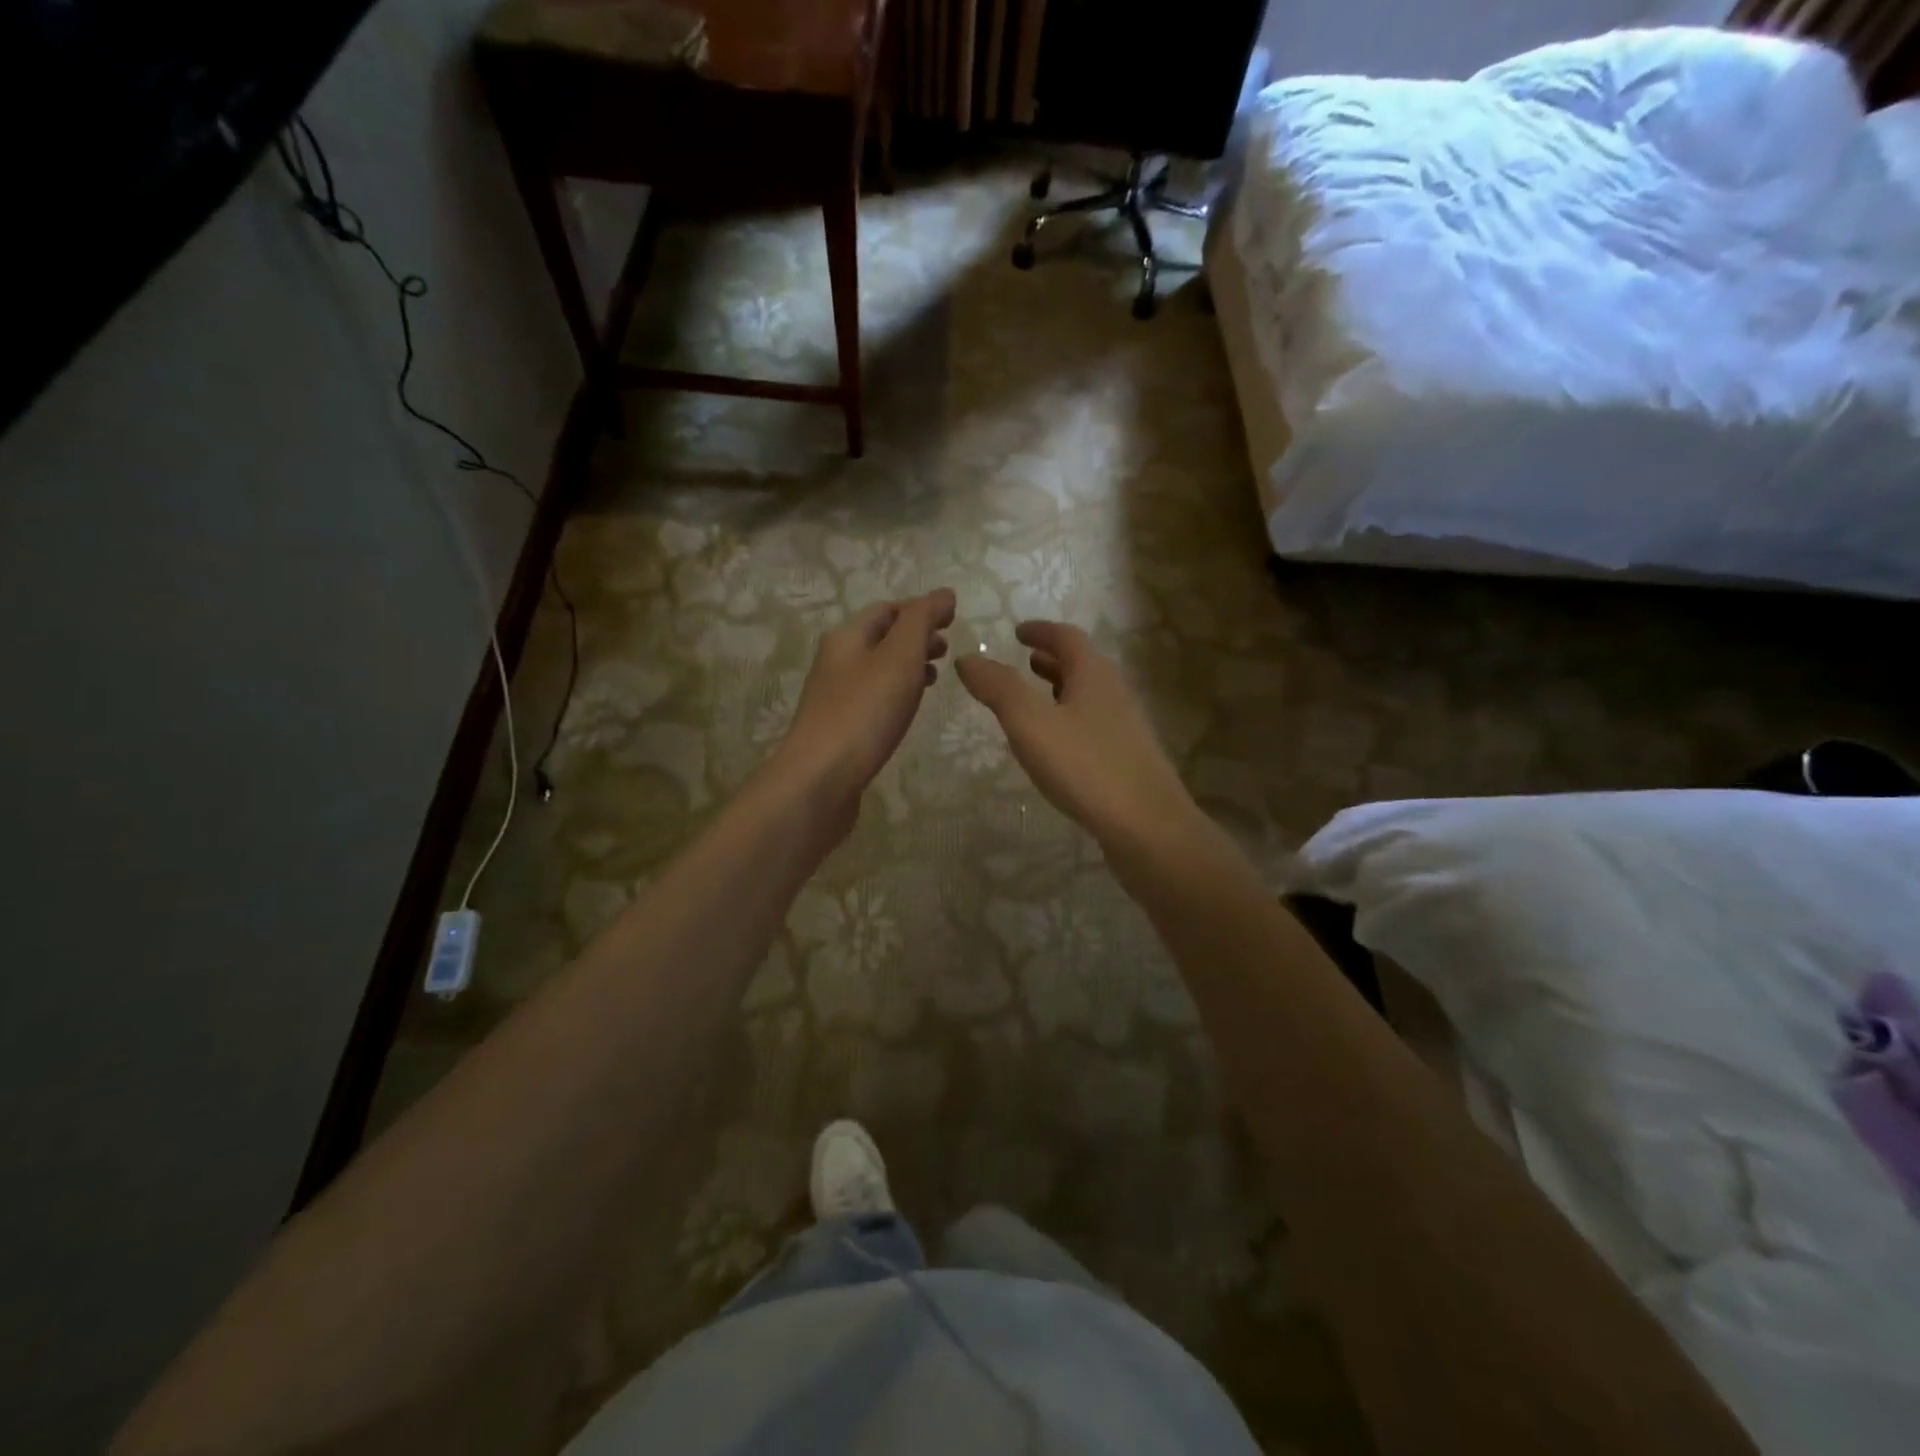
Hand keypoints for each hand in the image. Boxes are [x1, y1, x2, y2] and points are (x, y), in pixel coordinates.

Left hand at [771, 589, 954, 827]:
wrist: (820, 779)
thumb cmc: (863, 712)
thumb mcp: (899, 657)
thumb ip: (922, 621)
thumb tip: (943, 593)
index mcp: (847, 637)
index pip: (887, 609)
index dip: (921, 609)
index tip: (953, 619)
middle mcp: (837, 661)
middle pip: (880, 637)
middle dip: (915, 637)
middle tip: (948, 649)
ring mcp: (836, 696)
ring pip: (878, 669)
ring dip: (908, 665)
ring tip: (936, 677)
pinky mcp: (841, 728)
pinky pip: (874, 698)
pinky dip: (897, 693)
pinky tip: (909, 709)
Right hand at [955, 621, 1193, 845]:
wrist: (1146, 826)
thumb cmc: (1085, 766)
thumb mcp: (1031, 723)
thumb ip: (998, 688)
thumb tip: (968, 659)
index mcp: (1093, 675)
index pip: (1066, 638)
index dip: (1041, 631)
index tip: (1018, 632)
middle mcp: (1114, 693)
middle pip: (1082, 665)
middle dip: (1052, 659)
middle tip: (1025, 660)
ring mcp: (1124, 728)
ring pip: (1088, 697)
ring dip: (1061, 689)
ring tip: (1035, 699)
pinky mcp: (1126, 759)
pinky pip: (1093, 726)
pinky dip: (1069, 720)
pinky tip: (1056, 746)